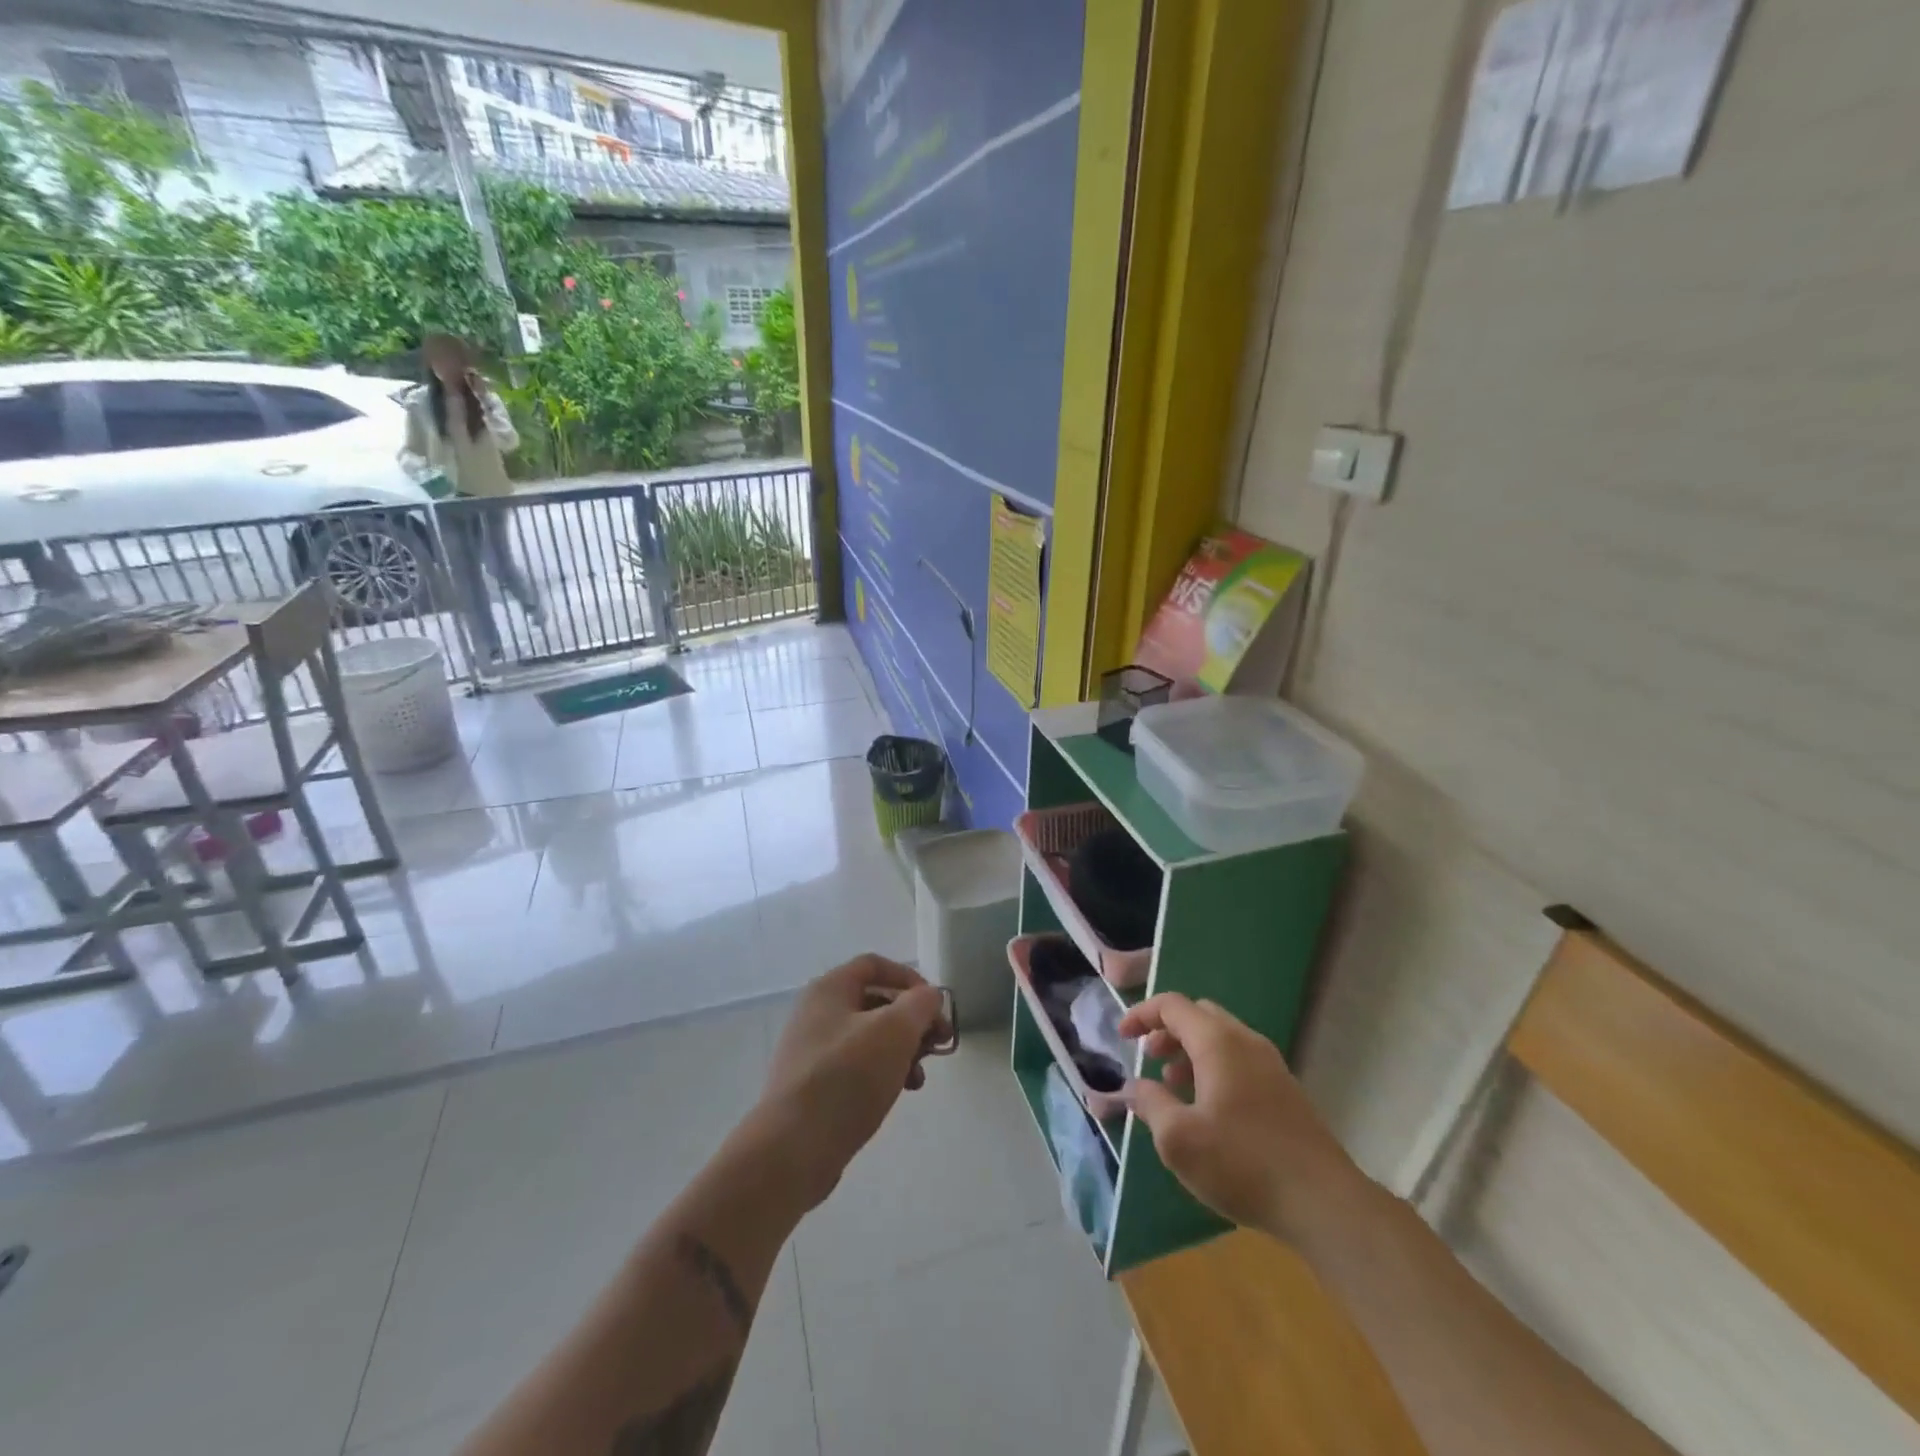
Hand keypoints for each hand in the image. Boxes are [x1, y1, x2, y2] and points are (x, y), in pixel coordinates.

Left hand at [756, 955, 949, 1209]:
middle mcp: (816, 1013)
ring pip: (868, 1038)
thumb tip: (928, 997)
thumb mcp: (896, 1030)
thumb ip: (920, 1004)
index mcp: (830, 989)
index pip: (875, 964)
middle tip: (937, 1045)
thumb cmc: (847, 1076)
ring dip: (901, 1051)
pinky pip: (855, 1067)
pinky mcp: (812, 1086)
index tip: (934, 1006)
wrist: (792, 1149)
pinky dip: (881, 1074)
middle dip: (911, 1021)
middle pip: (874, 1002)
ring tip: (918, 1078)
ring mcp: (811, 1051)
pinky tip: (897, 1094)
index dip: (910, 978)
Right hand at [1120, 993, 1358, 1238]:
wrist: (1324, 1204)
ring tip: (1173, 1088)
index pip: (1172, 1005)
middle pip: (1199, 1015)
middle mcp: (1246, 1042)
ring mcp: (1271, 1065)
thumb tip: (1135, 1087)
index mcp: (1218, 1042)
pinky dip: (1213, 1069)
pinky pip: (1240, 1061)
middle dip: (1167, 1031)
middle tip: (1148, 1059)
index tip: (1122, 1037)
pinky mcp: (1285, 1091)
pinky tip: (1208, 1111)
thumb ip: (1150, 1104)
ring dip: (1190, 1052)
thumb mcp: (1178, 1139)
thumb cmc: (1242, 1164)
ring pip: (1221, 1039)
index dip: (1142, 1014)